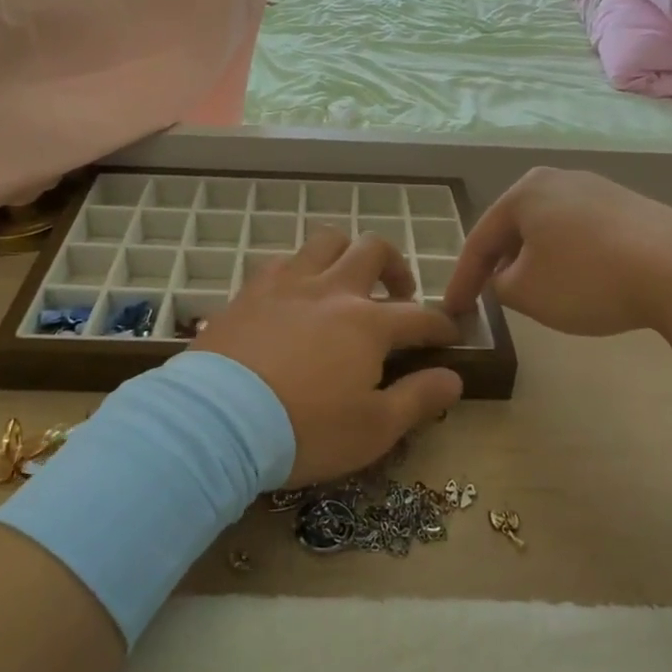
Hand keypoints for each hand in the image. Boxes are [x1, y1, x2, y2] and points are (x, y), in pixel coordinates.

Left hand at [193, 229, 462, 485]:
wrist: (217, 421)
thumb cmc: (305, 430)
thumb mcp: (373, 429)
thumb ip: (419, 399)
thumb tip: (454, 378)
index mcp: (367, 323)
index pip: (419, 315)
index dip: (440, 325)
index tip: (449, 334)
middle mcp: (331, 290)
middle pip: (373, 250)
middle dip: (396, 266)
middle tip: (398, 293)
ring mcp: (286, 284)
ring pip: (326, 241)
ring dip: (346, 253)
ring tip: (346, 280)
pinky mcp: (249, 291)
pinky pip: (282, 261)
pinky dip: (300, 270)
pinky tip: (296, 294)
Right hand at [443, 167, 671, 337]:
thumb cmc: (589, 277)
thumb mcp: (527, 293)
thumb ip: (499, 285)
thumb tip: (505, 277)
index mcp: (524, 193)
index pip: (479, 240)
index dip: (463, 279)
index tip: (453, 311)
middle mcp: (557, 179)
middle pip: (514, 227)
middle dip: (499, 263)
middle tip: (488, 295)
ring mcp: (597, 188)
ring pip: (548, 229)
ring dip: (534, 260)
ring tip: (532, 290)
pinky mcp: (629, 205)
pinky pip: (581, 232)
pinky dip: (568, 256)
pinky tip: (578, 279)